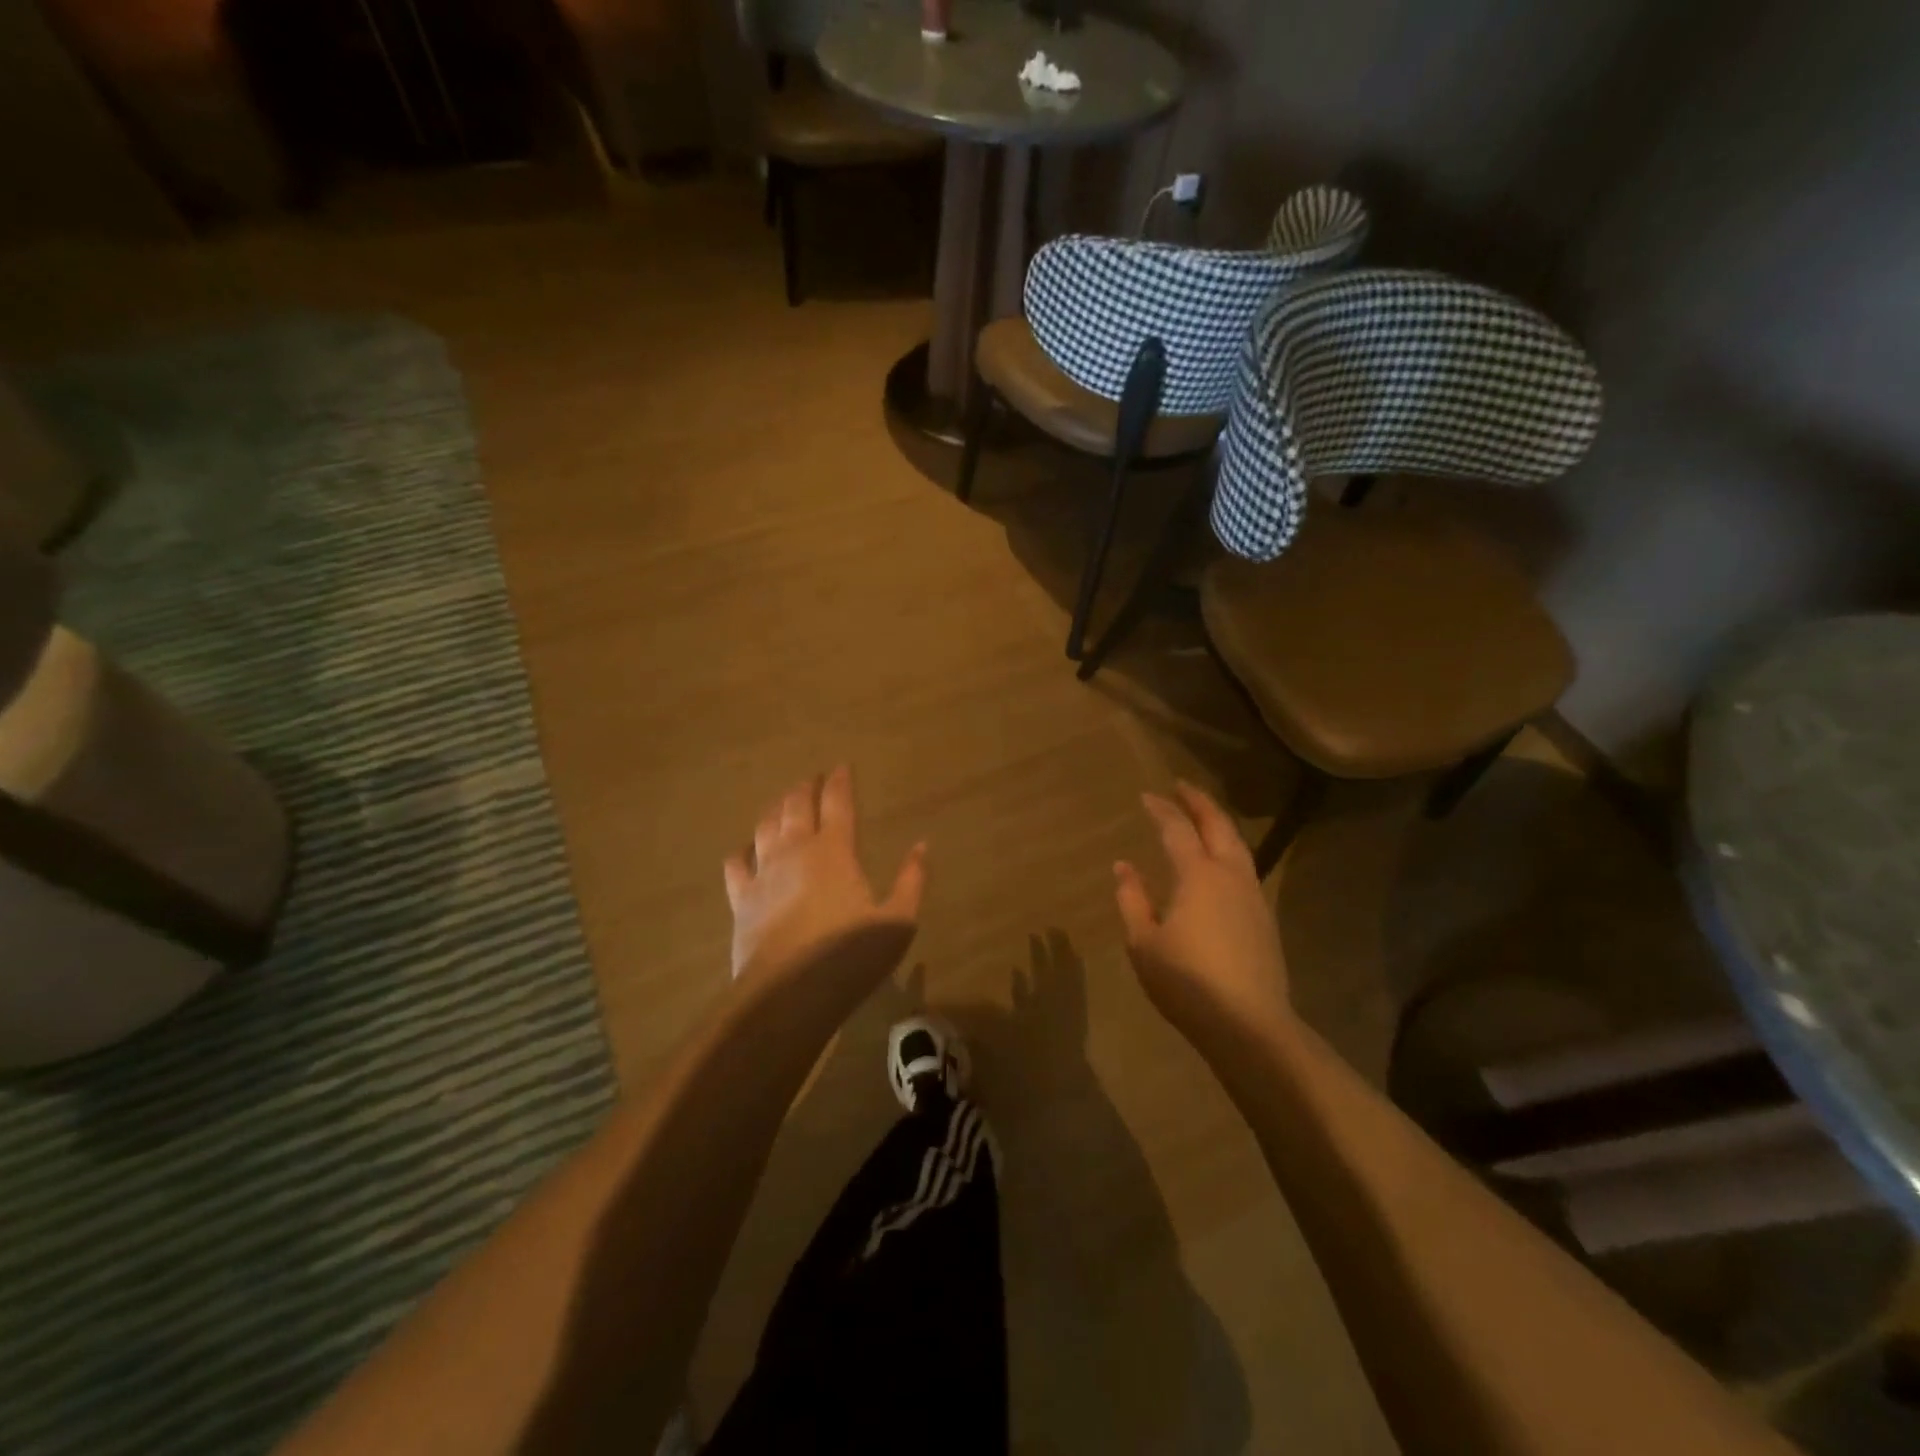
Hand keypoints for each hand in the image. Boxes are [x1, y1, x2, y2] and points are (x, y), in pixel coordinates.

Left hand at [723, 766, 926, 985]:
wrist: (789, 993)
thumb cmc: (850, 956)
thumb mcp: (898, 921)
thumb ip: (911, 880)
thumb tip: (922, 846)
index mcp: (835, 851)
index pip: (837, 803)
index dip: (840, 781)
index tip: (842, 767)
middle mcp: (796, 851)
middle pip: (797, 806)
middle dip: (806, 788)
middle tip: (811, 779)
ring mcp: (764, 873)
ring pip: (766, 826)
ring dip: (776, 809)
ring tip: (783, 802)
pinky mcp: (741, 899)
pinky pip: (736, 863)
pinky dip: (743, 850)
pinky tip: (747, 849)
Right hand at [1113, 782, 1291, 1034]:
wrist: (1250, 1025)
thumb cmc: (1187, 983)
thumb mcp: (1144, 943)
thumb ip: (1133, 900)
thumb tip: (1124, 867)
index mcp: (1198, 876)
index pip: (1177, 829)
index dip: (1161, 809)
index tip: (1146, 796)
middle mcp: (1229, 875)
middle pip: (1218, 826)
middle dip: (1199, 802)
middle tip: (1182, 786)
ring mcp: (1252, 895)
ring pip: (1237, 845)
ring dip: (1218, 823)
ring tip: (1202, 816)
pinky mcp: (1263, 917)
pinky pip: (1244, 866)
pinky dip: (1228, 849)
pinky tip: (1218, 862)